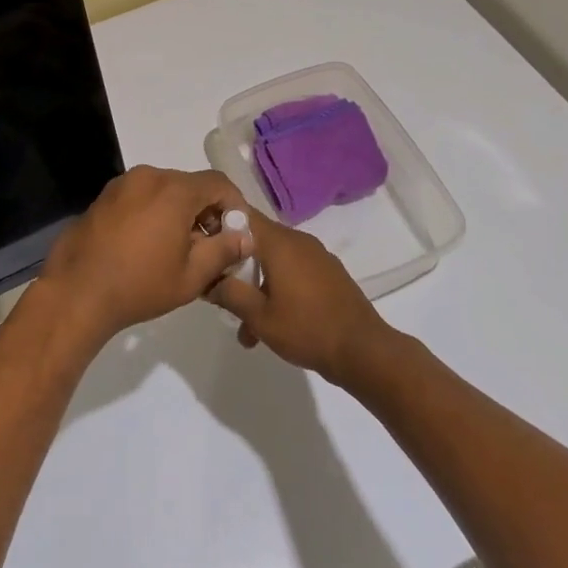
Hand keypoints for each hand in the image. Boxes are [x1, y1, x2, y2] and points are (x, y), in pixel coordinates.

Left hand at [36, 166, 252, 346]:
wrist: (77, 291)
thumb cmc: (139, 285)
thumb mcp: (191, 276)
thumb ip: (223, 251)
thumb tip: (245, 237)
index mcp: (174, 190)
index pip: (219, 184)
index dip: (235, 206)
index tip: (236, 235)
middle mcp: (149, 176)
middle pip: (191, 185)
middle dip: (206, 212)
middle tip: (210, 247)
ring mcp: (122, 184)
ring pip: (165, 190)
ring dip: (179, 212)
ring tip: (179, 250)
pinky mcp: (104, 196)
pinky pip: (141, 196)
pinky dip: (154, 212)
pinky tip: (149, 245)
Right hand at [207, 210, 393, 385]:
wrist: (365, 352)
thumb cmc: (307, 329)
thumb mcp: (259, 316)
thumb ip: (229, 293)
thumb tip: (207, 279)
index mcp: (279, 243)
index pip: (241, 215)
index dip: (218, 225)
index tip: (202, 245)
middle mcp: (298, 241)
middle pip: (256, 240)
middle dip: (235, 265)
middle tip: (219, 291)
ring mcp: (316, 257)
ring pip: (274, 261)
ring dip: (256, 285)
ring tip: (246, 327)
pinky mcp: (328, 274)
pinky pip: (293, 272)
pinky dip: (278, 289)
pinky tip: (273, 325)